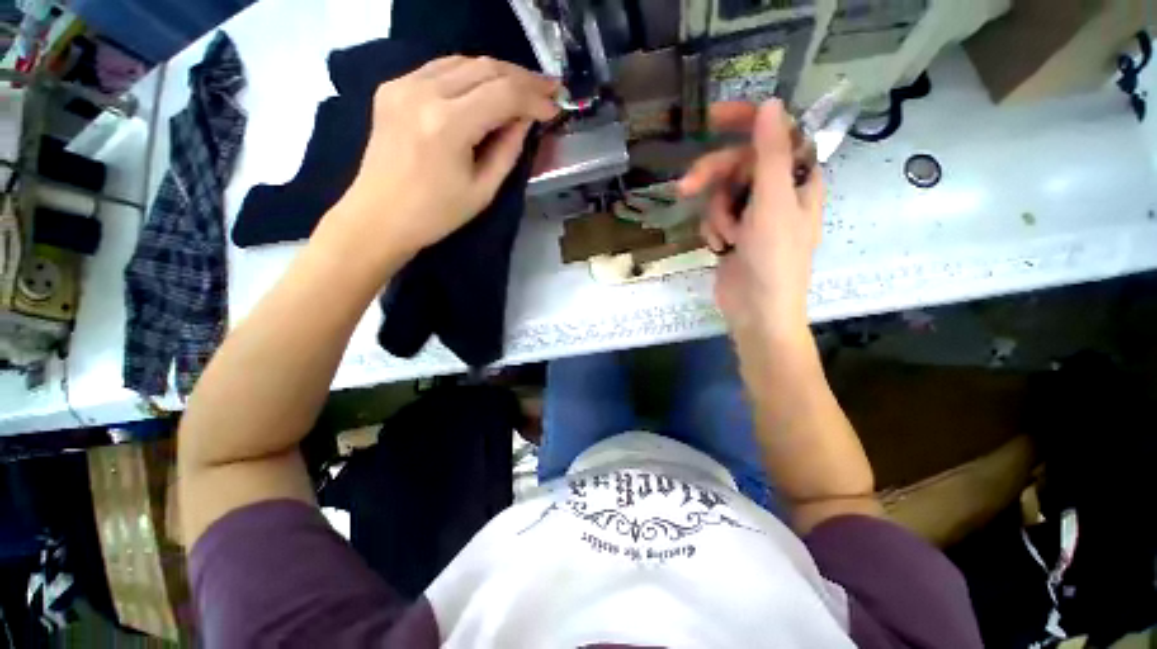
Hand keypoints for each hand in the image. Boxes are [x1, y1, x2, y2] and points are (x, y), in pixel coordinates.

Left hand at [331, 56, 559, 259]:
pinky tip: (487, 87)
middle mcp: (423, 92)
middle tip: (548, 88)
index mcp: (448, 124)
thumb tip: (525, 121)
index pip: (503, 94)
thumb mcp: (483, 190)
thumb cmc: (436, 214)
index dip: (534, 97)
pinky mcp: (393, 87)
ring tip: (523, 86)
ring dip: (499, 72)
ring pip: (463, 61)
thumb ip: (508, 150)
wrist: (379, 216)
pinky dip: (470, 74)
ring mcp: (403, 84)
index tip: (555, 106)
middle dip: (522, 77)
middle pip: (485, 67)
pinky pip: (441, 68)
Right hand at [679, 100, 823, 338]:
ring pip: (721, 192)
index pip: (775, 135)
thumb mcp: (773, 203)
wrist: (755, 310)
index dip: (747, 121)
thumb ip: (771, 154)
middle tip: (686, 187)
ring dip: (716, 214)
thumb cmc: (774, 259)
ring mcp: (753, 214)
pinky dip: (713, 230)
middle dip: (713, 177)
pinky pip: (714, 216)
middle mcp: (776, 191)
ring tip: (724, 238)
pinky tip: (721, 248)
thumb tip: (771, 103)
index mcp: (797, 179)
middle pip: (739, 164)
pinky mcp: (733, 232)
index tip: (712, 118)